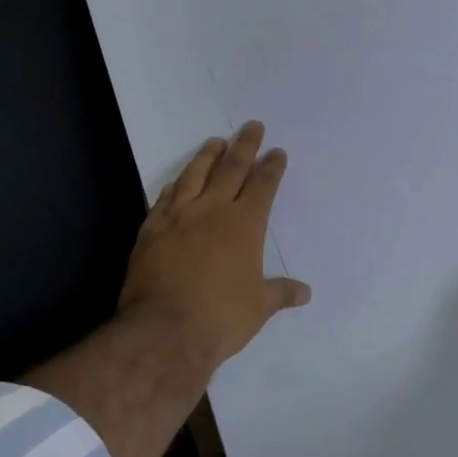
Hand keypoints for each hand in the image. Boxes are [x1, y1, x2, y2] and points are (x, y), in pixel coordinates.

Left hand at [117, 121, 311, 367]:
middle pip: (231, 168)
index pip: (262, 185)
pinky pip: (165, 197)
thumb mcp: (259, 307)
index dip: (271, 167)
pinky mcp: (151, 228)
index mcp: (244, 224)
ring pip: (195, 174)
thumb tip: (305, 292)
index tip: (276, 152)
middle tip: (252, 126)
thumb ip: (280, 293)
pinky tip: (178, 181)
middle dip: (245, 145)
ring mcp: (178, 216)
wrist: (164, 330)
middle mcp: (212, 210)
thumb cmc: (220, 317)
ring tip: (216, 142)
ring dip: (207, 156)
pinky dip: (176, 184)